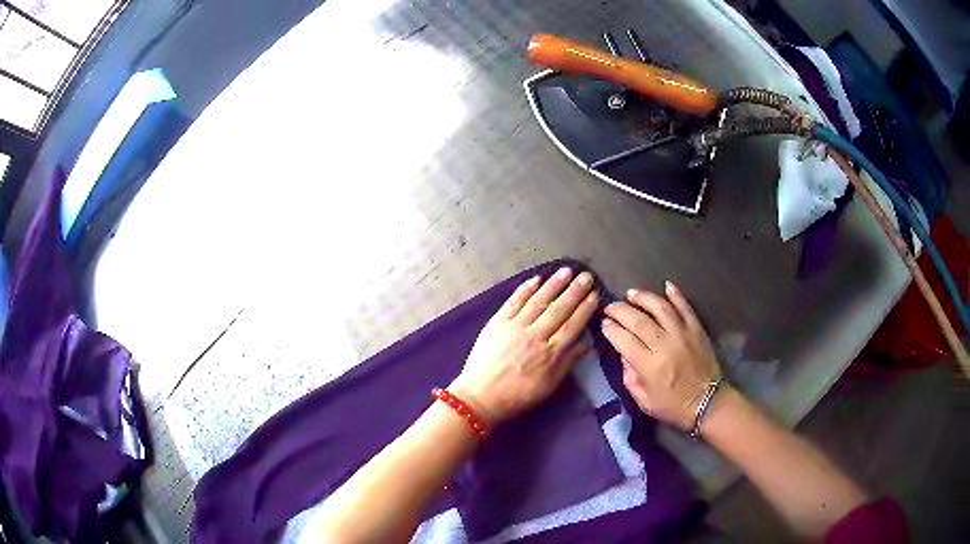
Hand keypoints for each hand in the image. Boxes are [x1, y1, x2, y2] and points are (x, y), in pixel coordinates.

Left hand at [450, 267, 598, 425]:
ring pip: (539, 301)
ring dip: (554, 284)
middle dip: (575, 291)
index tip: (595, 295)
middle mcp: (535, 335)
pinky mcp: (497, 322)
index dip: (585, 309)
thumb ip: (568, 363)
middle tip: (587, 276)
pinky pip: (514, 302)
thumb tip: (587, 343)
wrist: (480, 397)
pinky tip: (536, 279)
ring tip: (567, 271)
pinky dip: (525, 289)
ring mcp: (515, 327)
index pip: (573, 325)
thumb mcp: (549, 386)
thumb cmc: (518, 396)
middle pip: (559, 309)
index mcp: (550, 353)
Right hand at [601, 281, 719, 430]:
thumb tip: (624, 354)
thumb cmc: (673, 406)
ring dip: (643, 297)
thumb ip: (630, 377)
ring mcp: (682, 334)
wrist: (708, 403)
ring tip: (631, 294)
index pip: (623, 339)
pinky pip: (685, 307)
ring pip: (660, 307)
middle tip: (610, 307)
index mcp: (649, 365)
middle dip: (620, 310)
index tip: (603, 324)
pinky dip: (676, 295)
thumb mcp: (644, 401)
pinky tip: (666, 285)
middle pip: (638, 320)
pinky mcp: (696, 329)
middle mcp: (664, 345)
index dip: (610, 329)